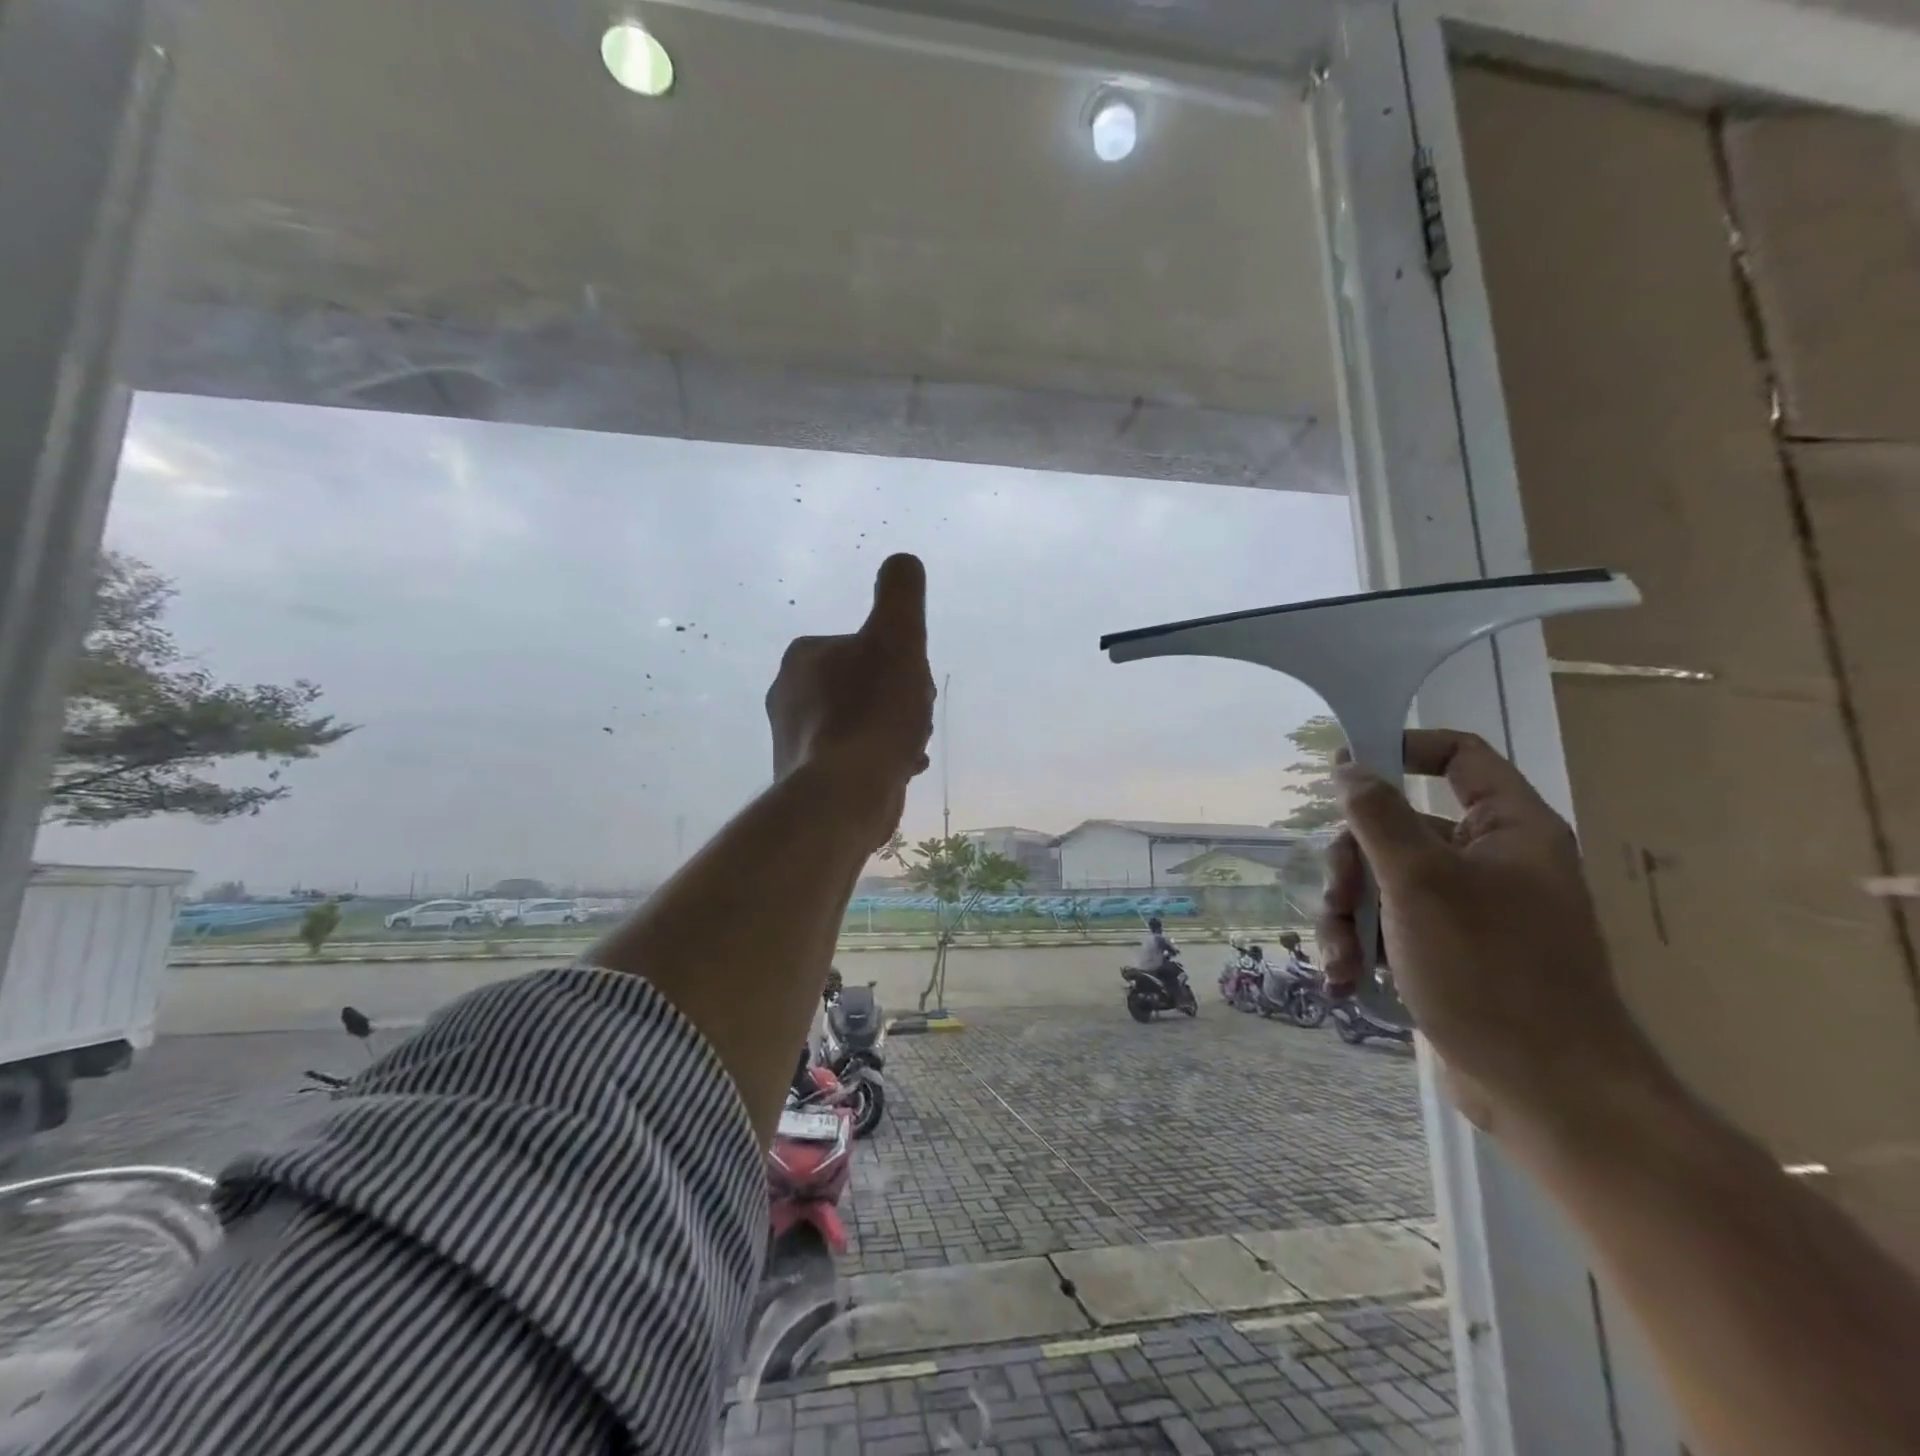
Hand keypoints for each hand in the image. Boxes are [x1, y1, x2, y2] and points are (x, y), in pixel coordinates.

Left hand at [765, 554, 935, 850]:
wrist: (844, 795)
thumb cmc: (873, 712)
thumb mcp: (898, 638)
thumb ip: (901, 594)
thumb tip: (901, 561)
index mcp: (804, 655)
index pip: (866, 647)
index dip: (901, 663)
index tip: (915, 686)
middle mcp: (788, 692)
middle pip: (863, 685)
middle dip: (896, 700)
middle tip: (913, 721)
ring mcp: (793, 737)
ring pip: (859, 722)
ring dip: (891, 731)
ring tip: (909, 750)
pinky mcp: (803, 775)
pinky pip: (851, 756)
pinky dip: (876, 758)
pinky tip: (899, 771)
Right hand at [1318, 729, 1662, 1133]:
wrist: (1549, 1094)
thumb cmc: (1491, 972)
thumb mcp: (1420, 883)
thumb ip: (1378, 817)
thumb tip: (1348, 766)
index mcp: (1508, 830)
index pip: (1458, 757)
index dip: (1402, 750)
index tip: (1345, 770)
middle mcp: (1491, 862)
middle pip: (1397, 828)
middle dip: (1351, 866)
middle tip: (1336, 899)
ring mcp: (1470, 911)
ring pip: (1383, 882)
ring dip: (1347, 916)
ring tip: (1339, 958)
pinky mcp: (1450, 954)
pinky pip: (1391, 926)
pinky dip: (1363, 947)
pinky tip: (1348, 979)